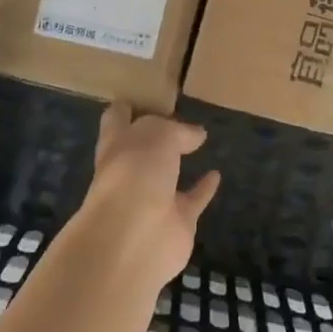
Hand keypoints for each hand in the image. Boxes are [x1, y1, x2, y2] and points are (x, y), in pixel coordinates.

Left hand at [66, 104, 220, 294]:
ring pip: (166, 175)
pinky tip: (216, 174)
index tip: (147, 92)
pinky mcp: (176, 223)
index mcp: (116, 145)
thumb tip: (196, 135)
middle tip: (179, 113)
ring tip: (201, 139)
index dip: (128, 107)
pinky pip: (192, 200)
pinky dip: (204, 189)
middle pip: (141, 147)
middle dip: (155, 133)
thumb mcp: (157, 134)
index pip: (117, 119)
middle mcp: (129, 171)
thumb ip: (178, 130)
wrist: (135, 238)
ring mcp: (151, 199)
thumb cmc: (135, 173)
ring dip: (179, 160)